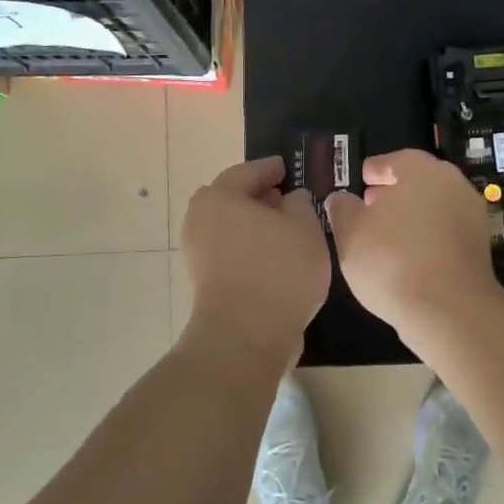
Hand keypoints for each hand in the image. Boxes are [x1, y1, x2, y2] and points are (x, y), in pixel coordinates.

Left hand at [181, 157, 330, 360]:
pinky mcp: (206, 283)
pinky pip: (234, 253)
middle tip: (290, 198)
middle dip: (262, 198)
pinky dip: (253, 249)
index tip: (287, 168)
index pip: (248, 172)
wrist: (246, 335)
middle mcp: (200, 220)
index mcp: (219, 197)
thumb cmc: (278, 269)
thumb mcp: (304, 226)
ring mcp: (199, 254)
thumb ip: (300, 203)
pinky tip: (279, 259)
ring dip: (258, 227)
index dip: (271, 168)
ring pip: (234, 229)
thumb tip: (290, 200)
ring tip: (291, 231)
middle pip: (235, 200)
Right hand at [323, 148, 501, 341]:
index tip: (358, 184)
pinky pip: (444, 233)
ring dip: (410, 217)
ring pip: (433, 207)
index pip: (392, 161)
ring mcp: (471, 216)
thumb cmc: (392, 261)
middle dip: (392, 194)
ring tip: (384, 239)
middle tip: (368, 210)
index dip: (372, 172)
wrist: (450, 311)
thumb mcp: (350, 233)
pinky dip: (426, 239)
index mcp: (421, 170)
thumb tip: (341, 199)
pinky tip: (407, 259)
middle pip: (417, 182)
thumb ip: (342, 209)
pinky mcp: (479, 247)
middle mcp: (452, 184)